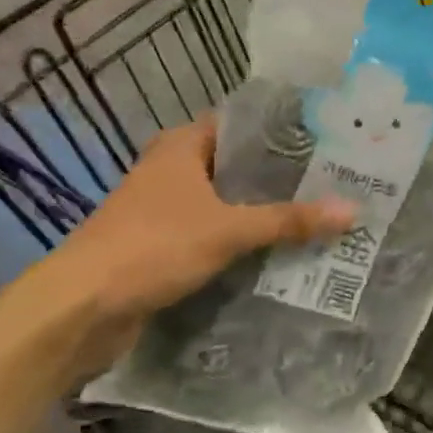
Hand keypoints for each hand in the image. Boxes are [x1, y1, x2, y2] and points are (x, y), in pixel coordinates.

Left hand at [0, 117, 353, 392]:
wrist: (79, 308)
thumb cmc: (153, 247)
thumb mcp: (228, 230)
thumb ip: (289, 220)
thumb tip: (352, 209)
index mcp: (182, 147)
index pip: (241, 124)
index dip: (282, 132)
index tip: (326, 141)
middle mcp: (172, 169)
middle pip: (237, 166)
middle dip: (280, 177)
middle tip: (333, 183)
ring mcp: (164, 208)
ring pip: (225, 202)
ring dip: (262, 212)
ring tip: (317, 215)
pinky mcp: (161, 244)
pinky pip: (212, 233)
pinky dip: (241, 240)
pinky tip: (278, 251)